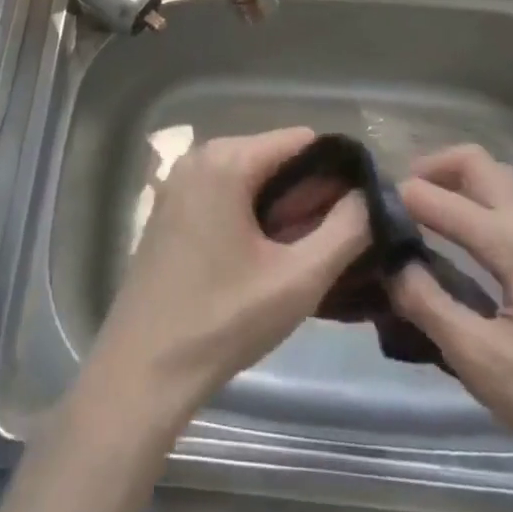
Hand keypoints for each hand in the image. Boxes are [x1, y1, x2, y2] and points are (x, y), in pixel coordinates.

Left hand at [85, 127, 369, 424]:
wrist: (142, 371)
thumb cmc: (223, 322)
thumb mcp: (299, 280)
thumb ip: (346, 231)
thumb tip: (370, 195)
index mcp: (227, 159)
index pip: (301, 140)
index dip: (336, 173)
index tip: (356, 215)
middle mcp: (199, 156)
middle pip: (274, 156)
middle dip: (307, 194)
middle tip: (326, 247)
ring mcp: (179, 180)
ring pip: (251, 177)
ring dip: (280, 208)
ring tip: (296, 258)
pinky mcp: (170, 207)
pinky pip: (225, 192)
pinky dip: (250, 214)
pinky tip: (260, 260)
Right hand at [386, 144, 512, 485]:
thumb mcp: (484, 363)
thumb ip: (429, 306)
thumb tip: (391, 264)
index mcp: (512, 241)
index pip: (438, 199)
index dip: (398, 200)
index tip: (366, 212)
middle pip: (475, 162)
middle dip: (431, 167)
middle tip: (398, 200)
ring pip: (497, 178)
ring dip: (457, 181)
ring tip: (424, 216)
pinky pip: (511, 203)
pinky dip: (478, 201)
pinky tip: (464, 243)